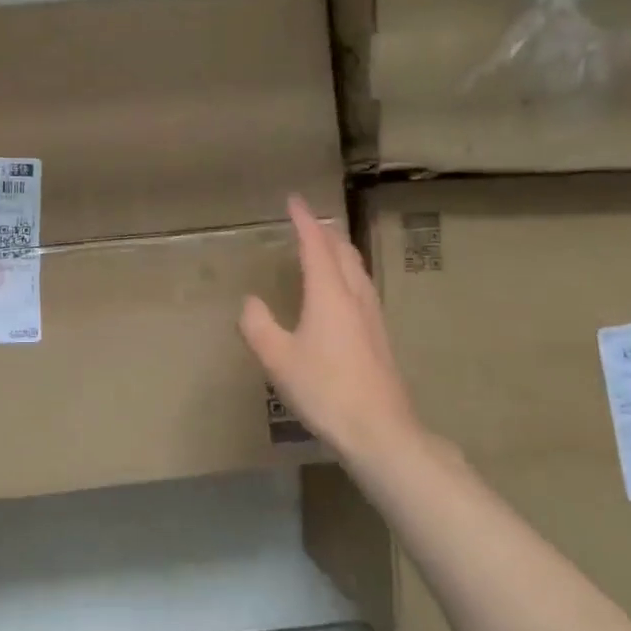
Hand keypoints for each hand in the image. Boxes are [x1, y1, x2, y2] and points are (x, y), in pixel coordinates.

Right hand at [240, 195, 420, 460]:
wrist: (380, 431)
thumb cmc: (324, 389)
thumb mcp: (277, 358)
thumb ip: (258, 325)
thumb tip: (250, 302)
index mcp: (329, 294)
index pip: (315, 245)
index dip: (303, 221)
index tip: (293, 199)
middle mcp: (354, 297)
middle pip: (343, 251)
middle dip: (325, 231)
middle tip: (308, 220)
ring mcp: (372, 317)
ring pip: (357, 269)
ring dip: (340, 250)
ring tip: (326, 245)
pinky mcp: (379, 337)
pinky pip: (361, 287)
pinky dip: (347, 273)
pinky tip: (342, 291)